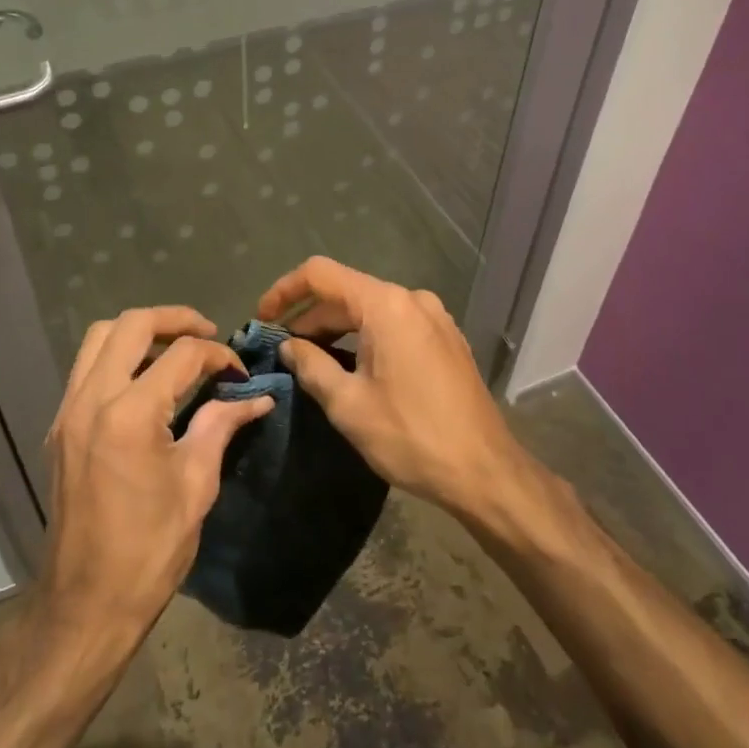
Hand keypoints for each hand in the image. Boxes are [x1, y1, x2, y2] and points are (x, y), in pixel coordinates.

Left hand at [40, 306, 274, 637]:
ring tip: (174, 349)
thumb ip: (221, 425)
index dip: (218, 355)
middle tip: (207, 333)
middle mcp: (91, 399)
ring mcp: (68, 411)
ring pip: (99, 337)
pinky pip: (86, 368)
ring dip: (139, 331)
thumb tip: (256, 397)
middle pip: (131, 324)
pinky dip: (117, 356)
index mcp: (129, 414)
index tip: (240, 374)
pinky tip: (144, 381)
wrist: (86, 604)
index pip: (182, 355)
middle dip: (175, 319)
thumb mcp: (196, 485)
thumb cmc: (149, 550)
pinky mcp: (59, 427)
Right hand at [256, 257, 530, 520]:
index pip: (321, 274)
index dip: (284, 290)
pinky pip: (394, 324)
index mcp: (386, 305)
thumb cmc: (411, 436)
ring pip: (371, 309)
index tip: (263, 318)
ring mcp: (434, 317)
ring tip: (311, 359)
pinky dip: (365, 336)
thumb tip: (289, 345)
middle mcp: (412, 299)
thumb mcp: (348, 405)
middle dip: (310, 317)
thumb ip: (311, 365)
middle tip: (282, 349)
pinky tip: (353, 366)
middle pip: (346, 292)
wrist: (486, 472)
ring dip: (337, 329)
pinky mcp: (445, 339)